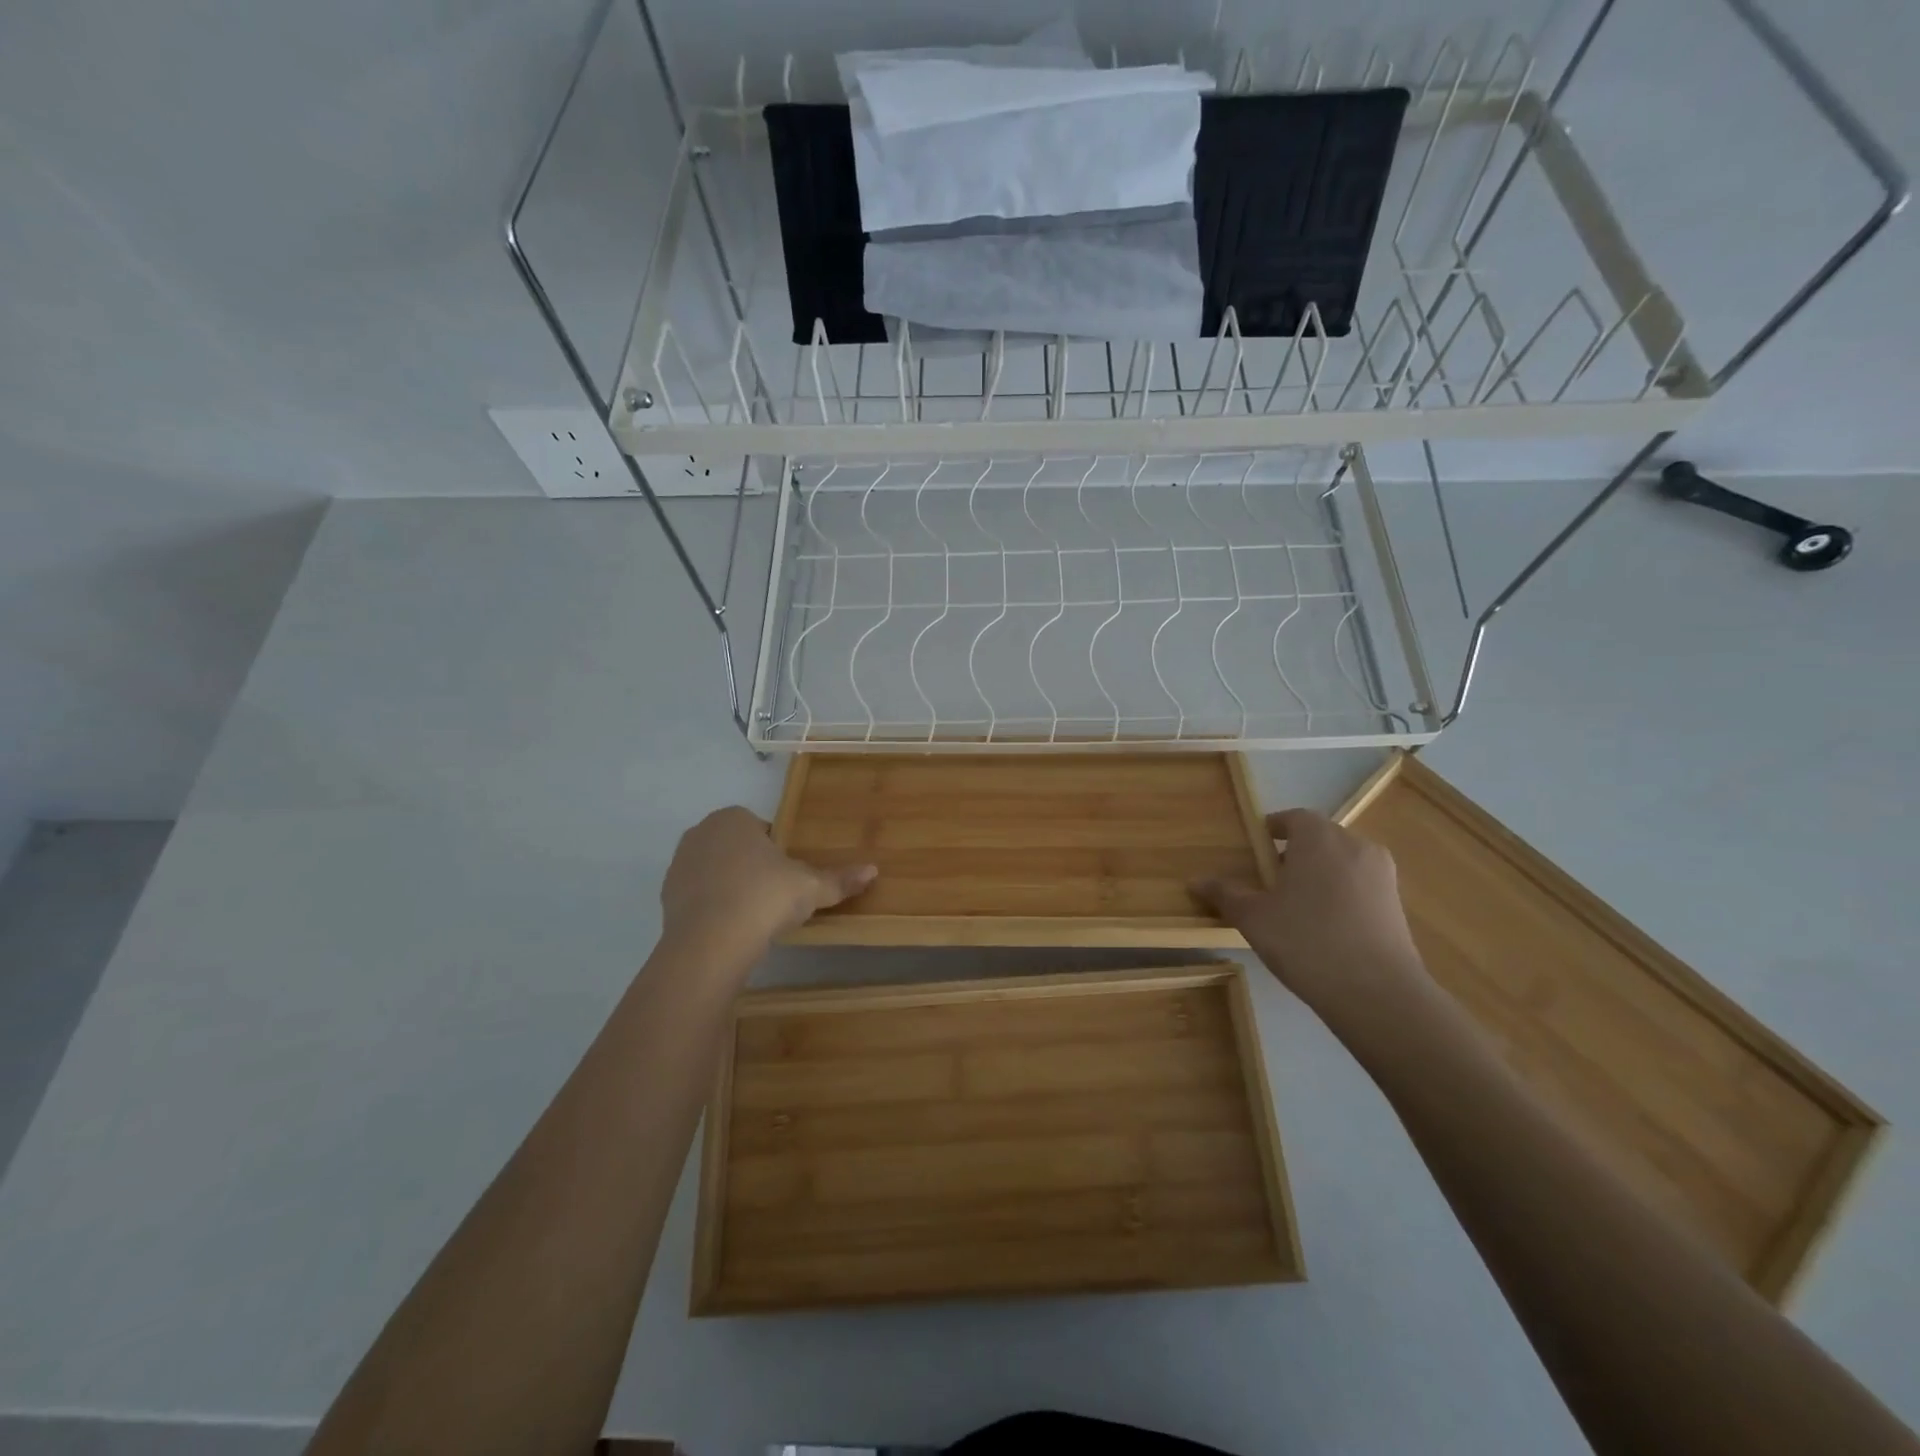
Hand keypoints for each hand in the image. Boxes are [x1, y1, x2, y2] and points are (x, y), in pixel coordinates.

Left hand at [661, 806, 875, 948]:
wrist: (710, 942)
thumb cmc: (765, 898)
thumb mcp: (811, 888)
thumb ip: (840, 879)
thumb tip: (874, 870)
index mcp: (734, 818)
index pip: (762, 829)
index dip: (778, 852)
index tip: (789, 877)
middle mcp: (701, 832)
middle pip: (737, 847)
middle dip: (753, 867)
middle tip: (775, 896)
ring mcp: (679, 864)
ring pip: (715, 870)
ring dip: (731, 886)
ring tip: (753, 916)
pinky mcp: (666, 897)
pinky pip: (698, 896)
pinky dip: (712, 907)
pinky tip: (730, 928)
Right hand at [1192, 809, 1432, 1029]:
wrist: (1377, 992)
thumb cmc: (1306, 941)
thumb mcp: (1254, 918)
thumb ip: (1226, 894)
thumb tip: (1196, 881)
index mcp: (1318, 837)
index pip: (1293, 818)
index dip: (1272, 829)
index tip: (1255, 849)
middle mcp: (1354, 845)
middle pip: (1320, 837)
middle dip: (1295, 852)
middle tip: (1270, 880)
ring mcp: (1382, 874)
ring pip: (1342, 861)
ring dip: (1320, 873)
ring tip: (1296, 905)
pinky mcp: (1397, 903)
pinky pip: (1360, 885)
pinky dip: (1341, 894)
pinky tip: (1325, 926)